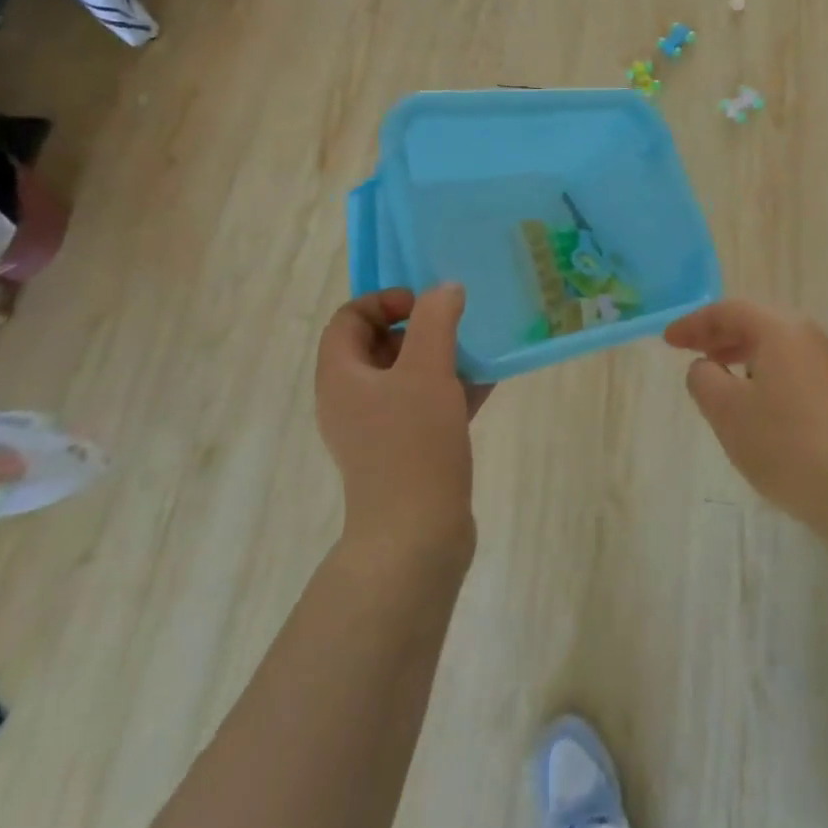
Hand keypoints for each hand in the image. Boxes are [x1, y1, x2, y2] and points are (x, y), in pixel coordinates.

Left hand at [315, 285, 490, 561]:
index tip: (424, 305)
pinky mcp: (403, 451)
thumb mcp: (427, 370)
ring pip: (405, 376)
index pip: (349, 318)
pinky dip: (449, 388)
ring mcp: (376, 429)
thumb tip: (446, 290)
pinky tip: (486, 382)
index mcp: (341, 376)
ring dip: (438, 356)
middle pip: (377, 344)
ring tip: (475, 348)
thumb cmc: (413, 444)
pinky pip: (424, 405)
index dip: (384, 301)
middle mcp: (351, 400)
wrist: (416, 537)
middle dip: (417, 328)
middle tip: (453, 326)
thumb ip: (436, 319)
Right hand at [665, 299, 827, 532]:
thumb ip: (703, 378)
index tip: (668, 341)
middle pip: (756, 322)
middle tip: (689, 352)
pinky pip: (792, 367)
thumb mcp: (726, 410)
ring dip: (741, 354)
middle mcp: (810, 335)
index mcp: (782, 328)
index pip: (730, 310)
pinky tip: (753, 403)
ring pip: (775, 345)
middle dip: (718, 335)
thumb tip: (705, 367)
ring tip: (717, 377)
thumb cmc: (784, 443)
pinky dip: (764, 372)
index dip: (694, 323)